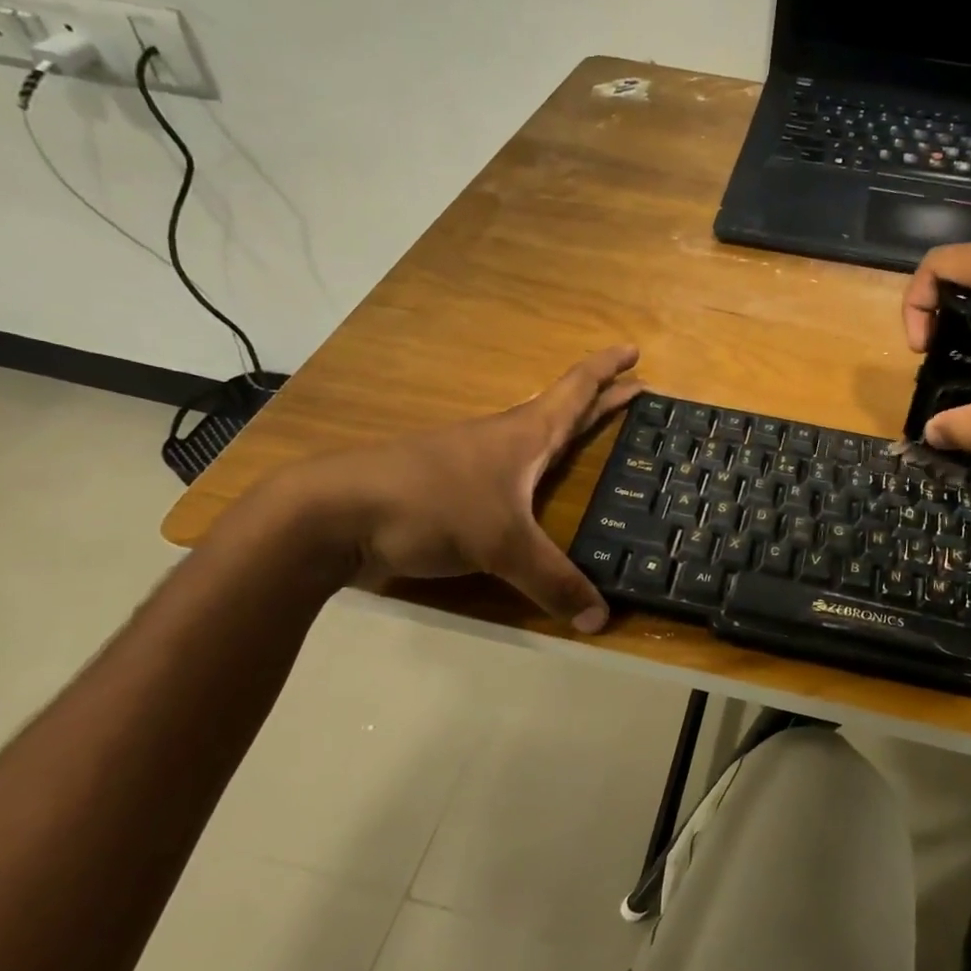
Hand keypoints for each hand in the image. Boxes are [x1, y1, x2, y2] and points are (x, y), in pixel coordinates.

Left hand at [272, 346, 643, 631]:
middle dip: (599, 399)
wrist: (337, 514)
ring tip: (590, 438)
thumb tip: (601, 620)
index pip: (576, 390)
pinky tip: (534, 491)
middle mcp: (504, 440)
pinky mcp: (451, 489)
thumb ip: (553, 582)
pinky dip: (536, 469)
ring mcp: (474, 463)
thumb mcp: (503, 546)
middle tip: (634, 391)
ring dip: (566, 432)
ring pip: (533, 439)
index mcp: (526, 435)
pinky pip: (510, 471)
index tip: (634, 350)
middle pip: (561, 410)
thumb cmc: (432, 506)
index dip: (607, 370)